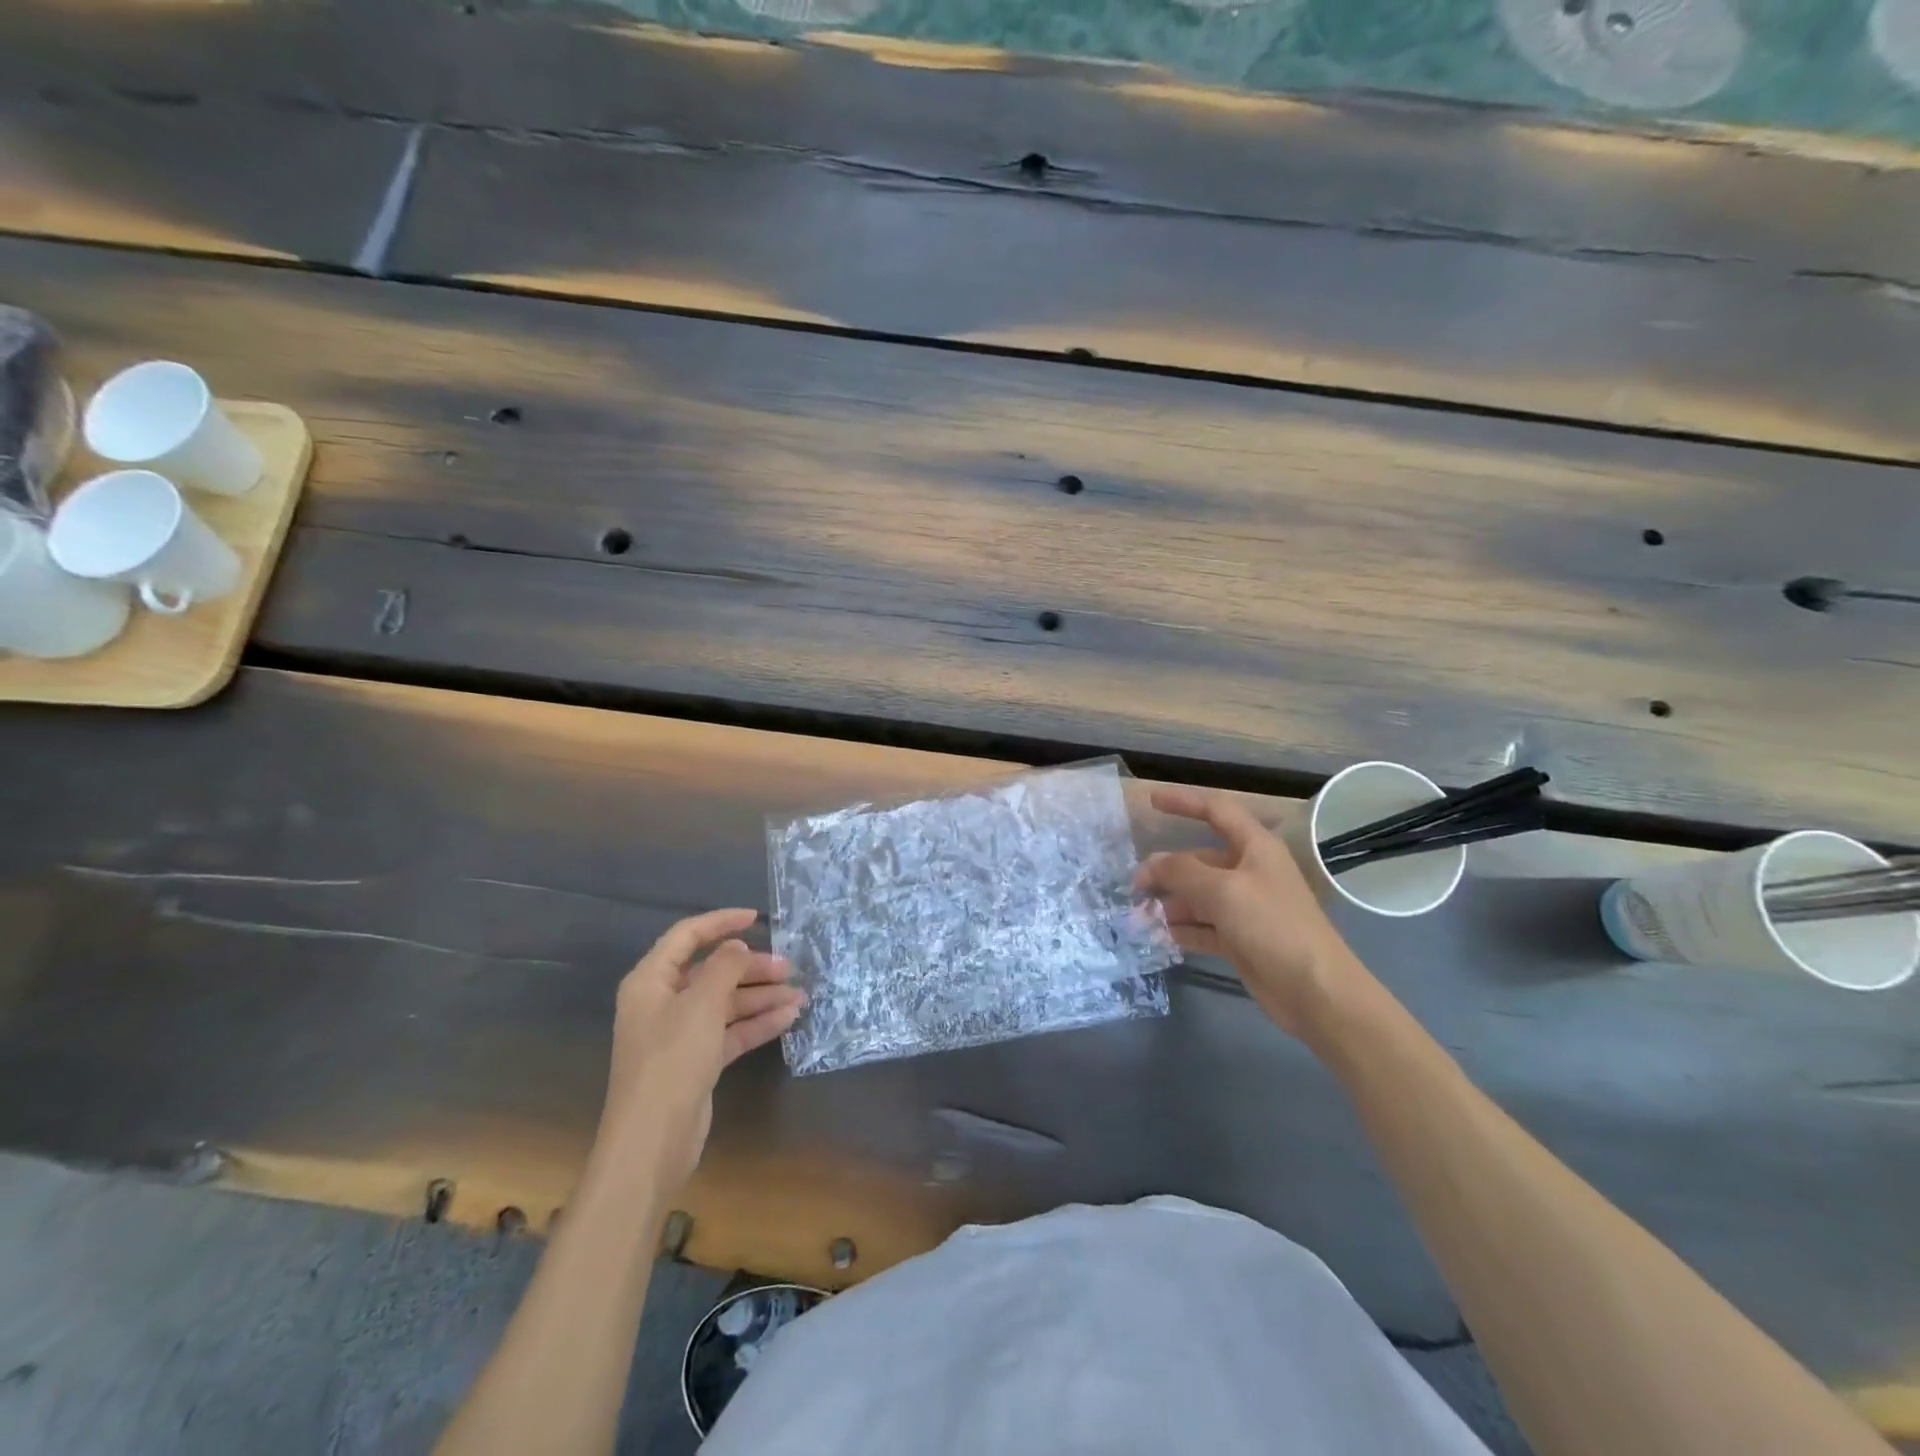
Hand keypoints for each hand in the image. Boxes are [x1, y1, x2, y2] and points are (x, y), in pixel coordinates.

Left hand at [595, 908, 804, 1193]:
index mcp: (651, 981)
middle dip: (751, 968)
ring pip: (726, 1003)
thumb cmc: (672, 1060)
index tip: (757, 918)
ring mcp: (680, 1034)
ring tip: (800, 996)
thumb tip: (737, 947)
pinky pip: (731, 1031)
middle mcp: (663, 1003)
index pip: (687, 937)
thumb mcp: (702, 1004)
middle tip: (789, 968)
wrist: (652, 1141)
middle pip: (712, 971)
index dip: (721, 922)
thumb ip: (724, 967)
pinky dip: (757, 1023)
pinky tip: (788, 1018)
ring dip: (761, 997)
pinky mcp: (697, 1061)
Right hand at [1137, 787, 1368, 1039]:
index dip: (1184, 802)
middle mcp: (1250, 872)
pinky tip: (1160, 936)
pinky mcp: (1241, 940)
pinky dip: (1183, 929)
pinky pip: (1204, 927)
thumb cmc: (1273, 926)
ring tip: (1140, 916)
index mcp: (1255, 848)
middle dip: (1167, 869)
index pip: (1216, 812)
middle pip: (1200, 859)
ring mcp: (1246, 908)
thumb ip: (1181, 871)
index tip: (1151, 801)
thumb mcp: (1222, 890)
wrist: (1315, 991)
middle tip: (1134, 886)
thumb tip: (1151, 864)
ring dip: (1170, 903)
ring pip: (1199, 896)